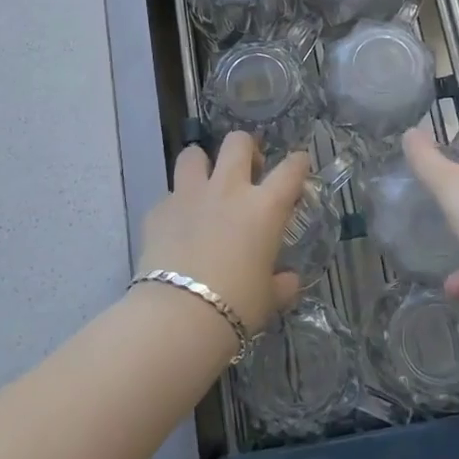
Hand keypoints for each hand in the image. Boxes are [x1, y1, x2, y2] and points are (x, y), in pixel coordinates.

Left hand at [139, 133, 307, 332]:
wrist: (178, 315)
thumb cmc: (236, 305)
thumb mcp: (268, 298)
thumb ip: (281, 284)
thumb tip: (289, 281)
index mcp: (264, 208)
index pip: (290, 170)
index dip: (299, 163)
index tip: (300, 164)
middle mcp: (228, 190)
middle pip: (238, 143)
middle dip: (246, 148)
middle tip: (248, 169)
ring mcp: (189, 196)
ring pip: (193, 154)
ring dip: (202, 163)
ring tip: (205, 183)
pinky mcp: (158, 210)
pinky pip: (169, 195)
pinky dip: (176, 206)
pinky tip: (177, 226)